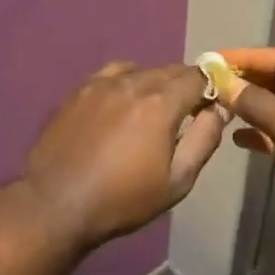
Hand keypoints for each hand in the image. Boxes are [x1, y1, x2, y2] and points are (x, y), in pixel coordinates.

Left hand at [18, 62, 228, 250]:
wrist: (55, 205)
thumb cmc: (122, 199)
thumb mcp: (177, 181)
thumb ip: (203, 140)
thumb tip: (219, 110)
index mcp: (161, 103)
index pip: (198, 76)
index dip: (211, 86)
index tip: (211, 105)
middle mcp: (134, 82)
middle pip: (171, 70)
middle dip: (185, 86)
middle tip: (185, 114)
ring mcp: (102, 83)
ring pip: (142, 70)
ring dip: (156, 83)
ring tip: (152, 110)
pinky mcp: (79, 90)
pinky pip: (113, 74)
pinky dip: (127, 82)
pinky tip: (122, 104)